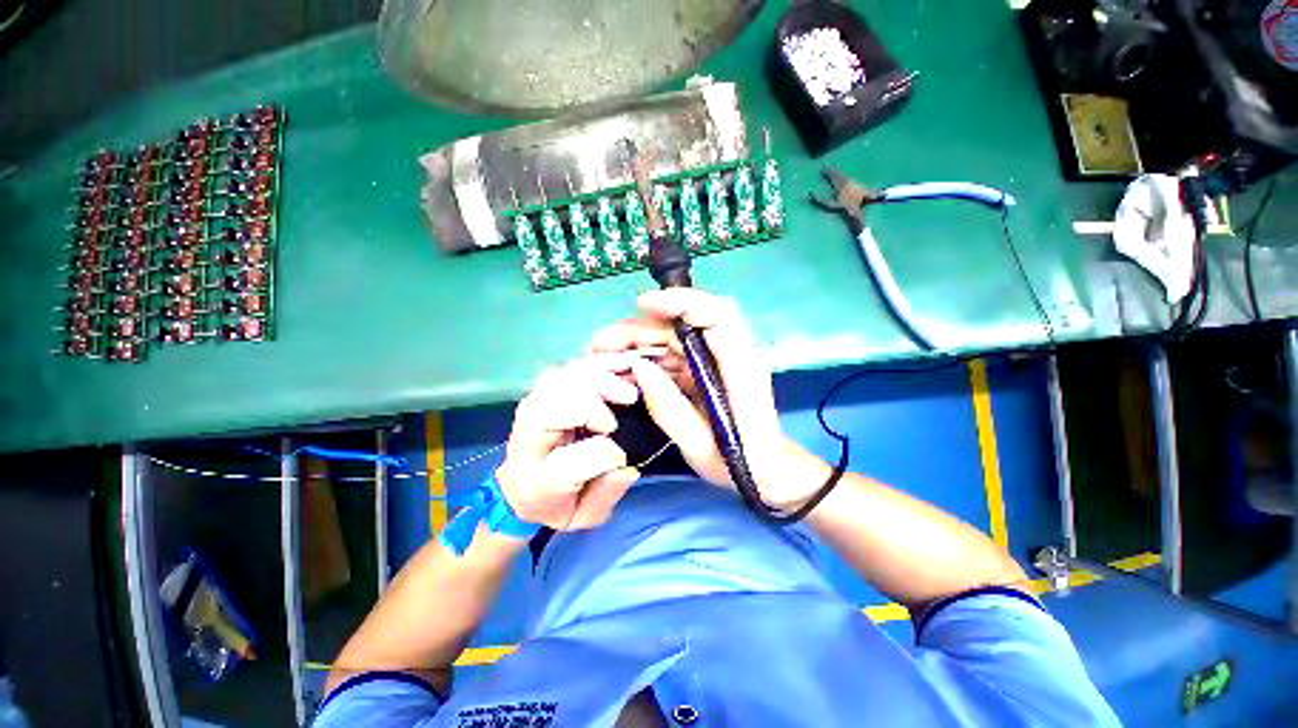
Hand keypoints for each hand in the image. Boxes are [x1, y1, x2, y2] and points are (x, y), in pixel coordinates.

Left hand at [496, 355, 644, 531]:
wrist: (521, 485)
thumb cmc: (554, 500)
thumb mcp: (583, 515)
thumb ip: (606, 494)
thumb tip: (628, 466)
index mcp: (539, 471)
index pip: (577, 455)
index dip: (607, 452)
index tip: (621, 456)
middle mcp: (531, 429)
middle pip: (565, 398)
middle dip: (602, 394)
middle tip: (631, 400)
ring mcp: (536, 400)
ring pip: (569, 375)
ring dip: (604, 374)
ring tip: (628, 383)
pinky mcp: (546, 387)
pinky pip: (573, 366)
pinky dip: (600, 363)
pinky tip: (620, 365)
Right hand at [589, 289, 825, 509]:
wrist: (766, 472)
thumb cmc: (739, 463)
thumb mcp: (698, 446)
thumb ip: (668, 408)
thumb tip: (638, 367)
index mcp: (740, 368)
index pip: (717, 315)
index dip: (681, 302)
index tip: (642, 305)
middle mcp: (731, 355)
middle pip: (686, 324)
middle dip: (642, 327)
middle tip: (603, 343)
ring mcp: (718, 360)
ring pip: (676, 336)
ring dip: (639, 341)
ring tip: (604, 354)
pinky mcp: (707, 369)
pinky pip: (674, 353)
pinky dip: (648, 356)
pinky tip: (624, 367)